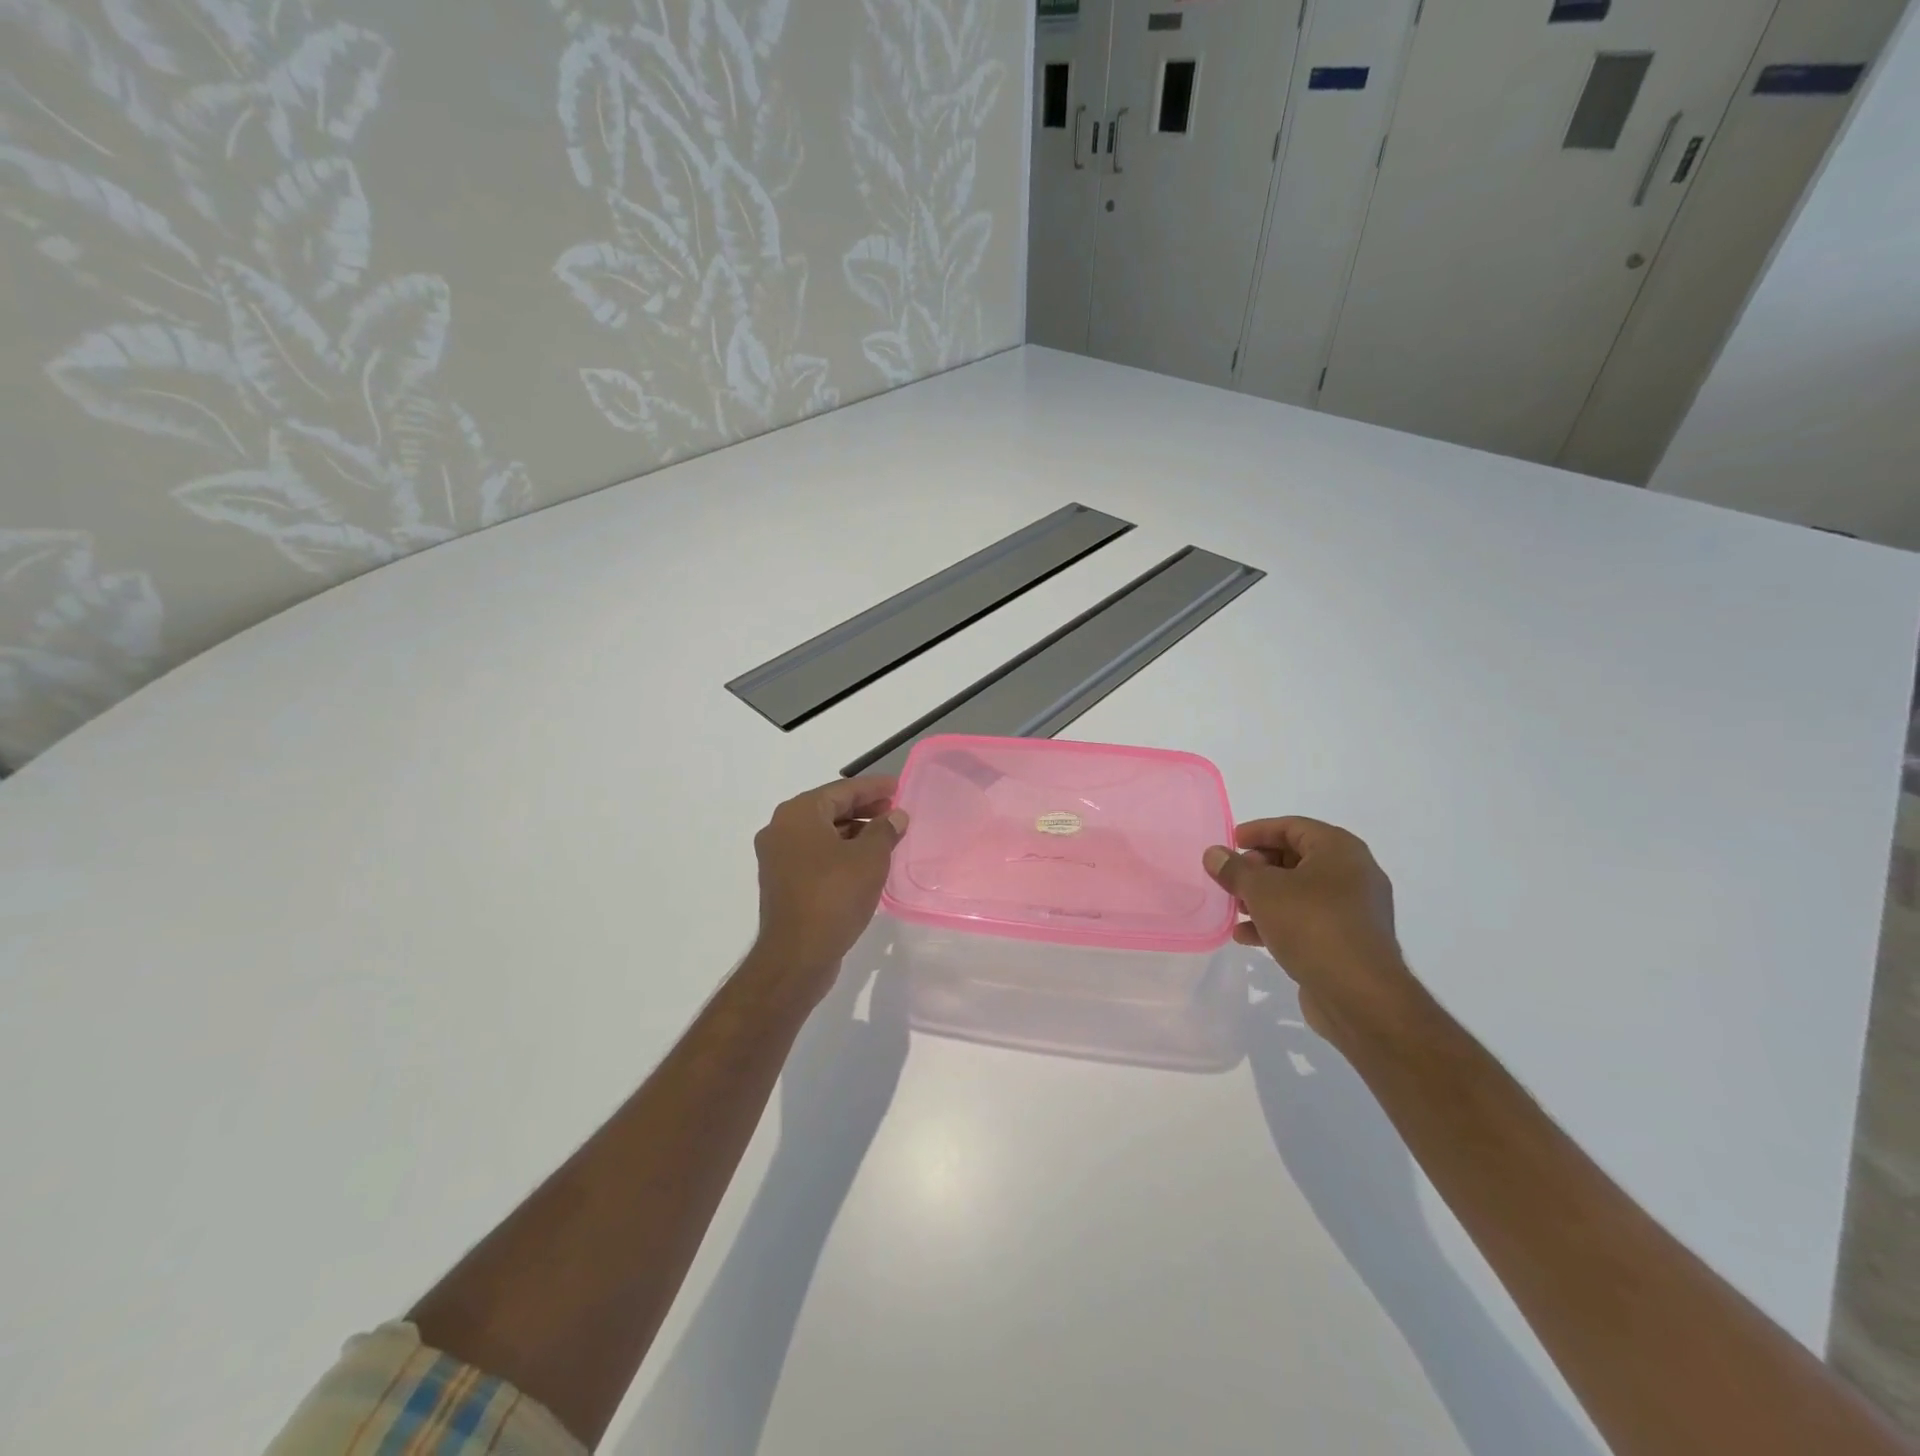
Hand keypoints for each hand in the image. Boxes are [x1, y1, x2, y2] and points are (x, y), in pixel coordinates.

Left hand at [750, 776, 907, 995]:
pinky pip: (815, 855)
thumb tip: (895, 816)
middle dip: (863, 809)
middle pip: (828, 808)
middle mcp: (781, 829)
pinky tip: (863, 862)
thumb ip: (885, 831)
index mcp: (798, 814)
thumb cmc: (834, 896)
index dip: (873, 788)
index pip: (842, 790)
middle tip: (894, 811)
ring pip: (821, 833)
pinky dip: (839, 851)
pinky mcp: (782, 882)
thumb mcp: (869, 859)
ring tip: (885, 837)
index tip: (897, 787)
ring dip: (853, 831)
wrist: (797, 955)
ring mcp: (777, 857)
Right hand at [1203, 817, 1416, 1043]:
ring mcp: (1354, 910)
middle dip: (1258, 867)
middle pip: (1296, 859)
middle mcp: (1353, 874)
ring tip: (1235, 908)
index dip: (1258, 831)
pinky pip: (1307, 921)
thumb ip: (1234, 869)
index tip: (1229, 842)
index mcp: (1340, 850)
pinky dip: (1278, 922)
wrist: (1360, 995)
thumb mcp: (1263, 891)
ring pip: (1300, 892)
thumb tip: (1213, 853)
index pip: (1293, 827)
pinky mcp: (1348, 942)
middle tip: (1231, 877)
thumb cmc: (1312, 925)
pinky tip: (1247, 937)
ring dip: (1264, 897)